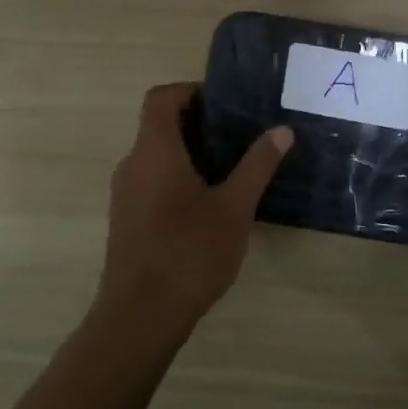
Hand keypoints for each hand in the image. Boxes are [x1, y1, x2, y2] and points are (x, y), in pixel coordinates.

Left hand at [94, 83, 292, 346]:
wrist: (139, 317)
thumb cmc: (189, 253)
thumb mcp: (234, 207)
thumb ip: (257, 165)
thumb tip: (282, 131)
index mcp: (154, 150)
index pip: (160, 97)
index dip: (189, 91)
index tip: (223, 103)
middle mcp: (132, 164)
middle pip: (158, 125)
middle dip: (197, 123)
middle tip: (237, 135)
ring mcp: (125, 194)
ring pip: (155, 155)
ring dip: (188, 152)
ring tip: (229, 167)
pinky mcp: (126, 220)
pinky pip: (150, 180)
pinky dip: (176, 176)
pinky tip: (207, 204)